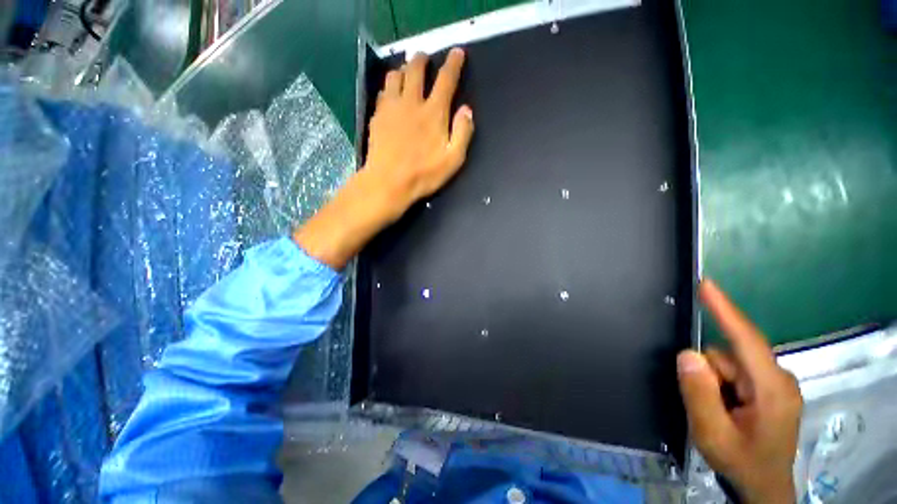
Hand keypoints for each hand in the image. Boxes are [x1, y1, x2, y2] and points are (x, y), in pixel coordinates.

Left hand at [294, 48, 473, 268]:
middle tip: (427, 57)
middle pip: (416, 69)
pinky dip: (390, 86)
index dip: (453, 64)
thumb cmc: (424, 174)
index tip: (457, 52)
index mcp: (434, 113)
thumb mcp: (453, 160)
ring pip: (395, 75)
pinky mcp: (378, 116)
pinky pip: (383, 92)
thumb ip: (462, 133)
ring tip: (407, 72)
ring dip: (404, 69)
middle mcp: (412, 103)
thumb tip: (466, 110)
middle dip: (423, 59)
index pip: (446, 80)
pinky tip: (391, 93)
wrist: (389, 183)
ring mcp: (392, 108)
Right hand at [677, 280, 802, 503]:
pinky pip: (734, 372)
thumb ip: (699, 393)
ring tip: (719, 413)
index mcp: (772, 389)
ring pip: (728, 364)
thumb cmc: (741, 462)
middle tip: (709, 408)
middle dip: (709, 375)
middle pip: (729, 356)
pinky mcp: (769, 388)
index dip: (725, 310)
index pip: (746, 339)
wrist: (762, 487)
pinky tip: (726, 409)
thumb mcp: (712, 434)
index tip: (707, 285)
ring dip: (714, 383)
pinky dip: (722, 386)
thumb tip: (688, 354)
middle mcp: (778, 379)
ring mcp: (775, 383)